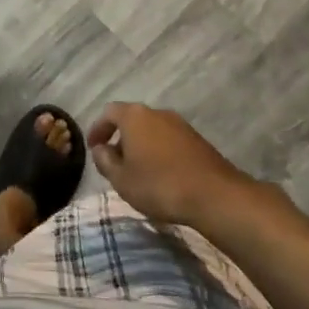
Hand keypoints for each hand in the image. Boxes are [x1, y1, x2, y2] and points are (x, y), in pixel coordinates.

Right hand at [87, 102, 296, 229]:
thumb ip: (105, 161)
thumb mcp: (122, 179)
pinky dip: (159, 152)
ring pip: (152, 130)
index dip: (98, 128)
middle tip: (114, 161)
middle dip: (120, 138)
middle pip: (132, 119)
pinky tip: (161, 175)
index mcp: (134, 116)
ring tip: (137, 170)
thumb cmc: (160, 185)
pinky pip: (169, 140)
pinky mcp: (197, 140)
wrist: (215, 196)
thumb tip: (101, 149)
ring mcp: (180, 125)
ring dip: (141, 146)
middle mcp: (157, 112)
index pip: (109, 112)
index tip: (93, 147)